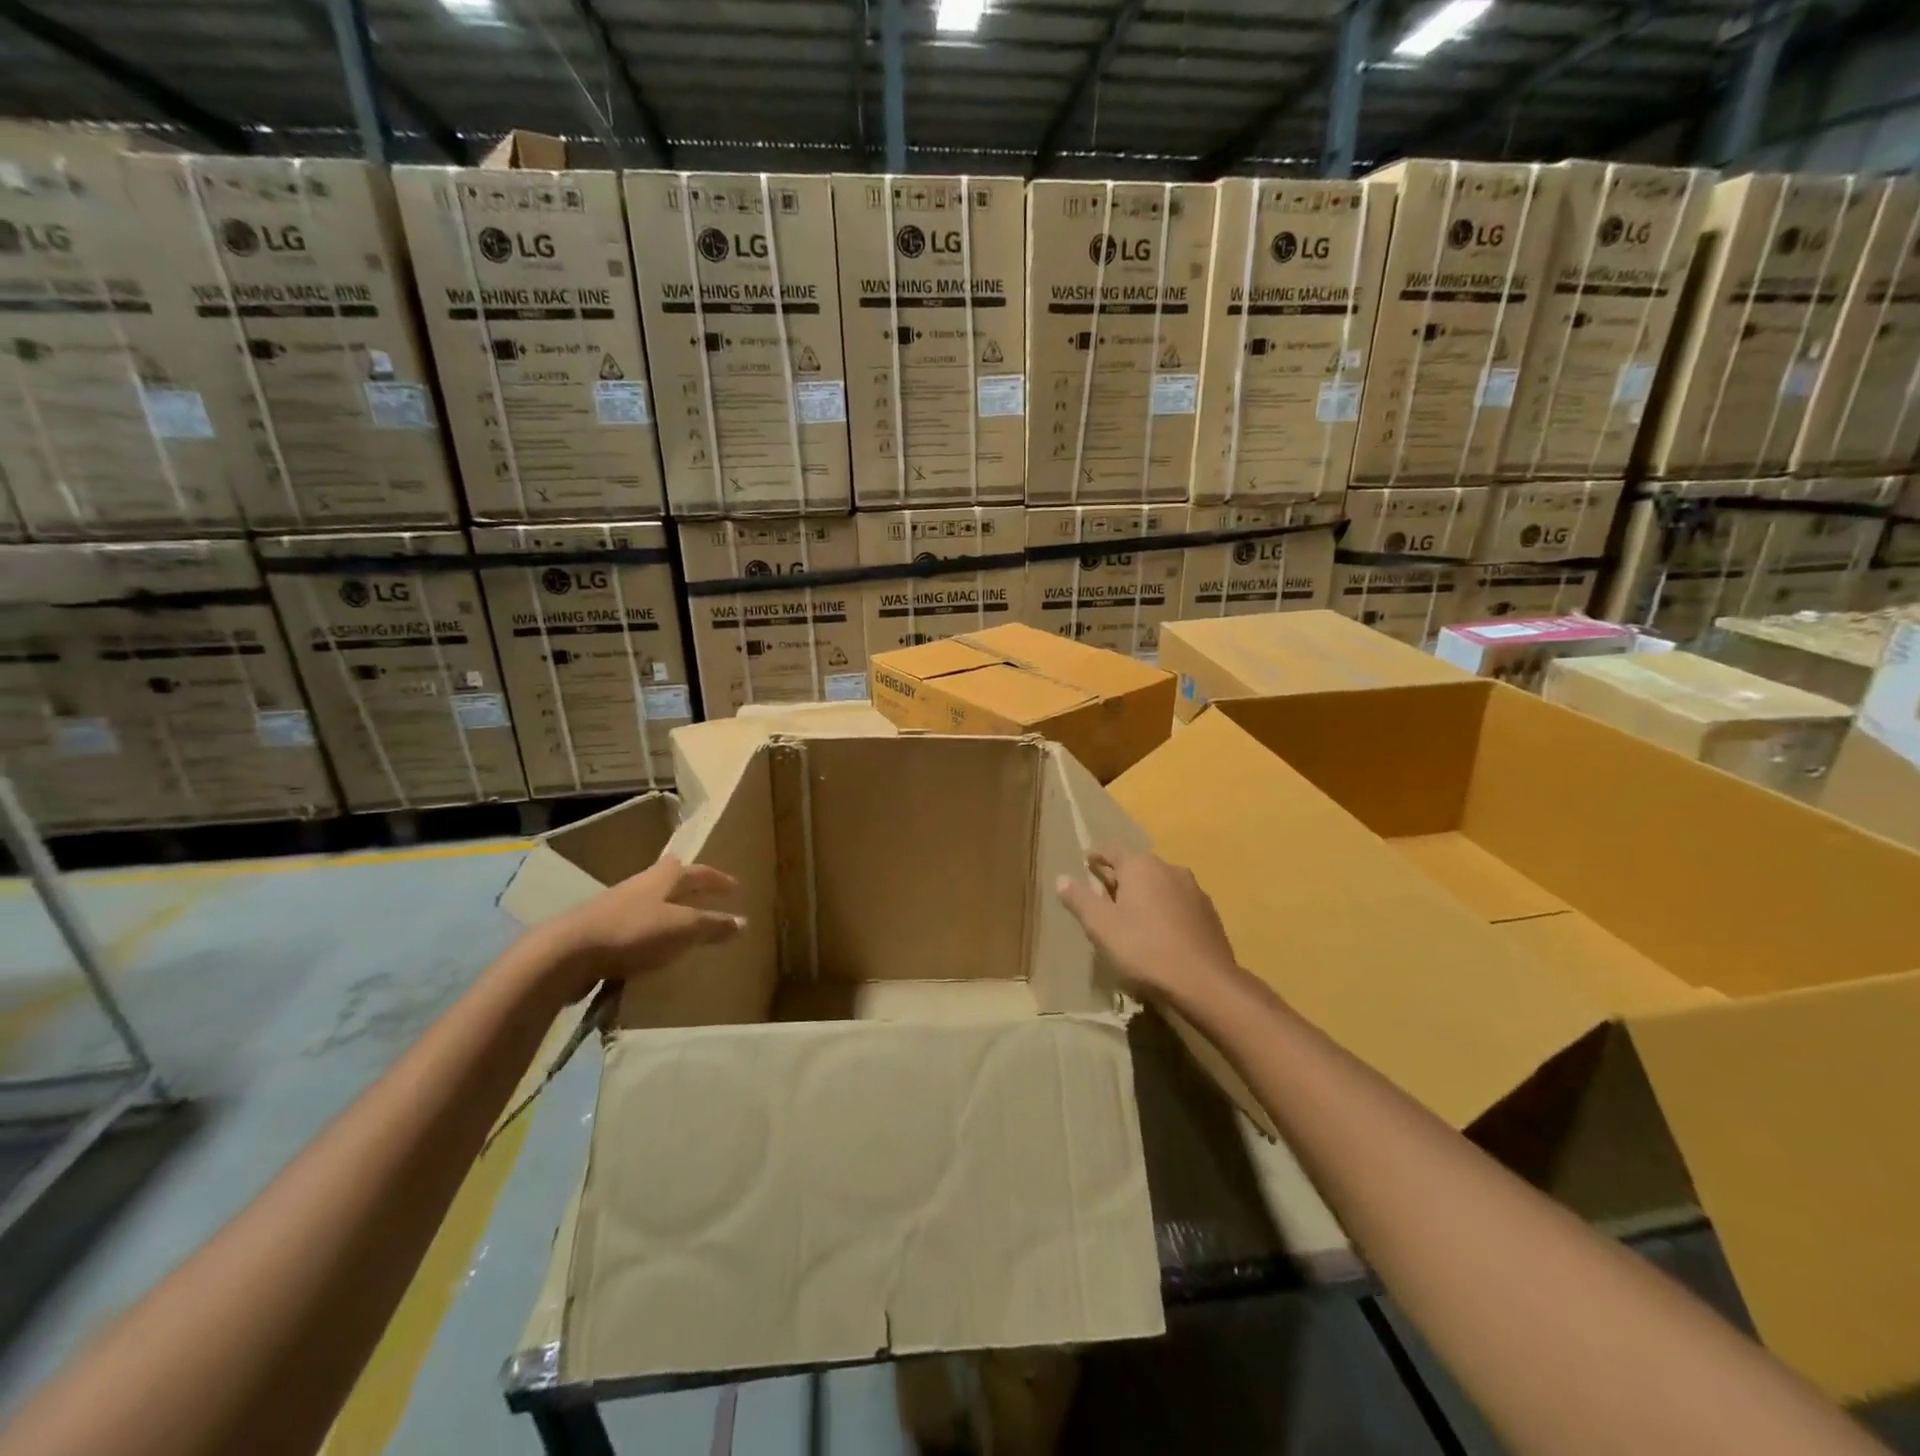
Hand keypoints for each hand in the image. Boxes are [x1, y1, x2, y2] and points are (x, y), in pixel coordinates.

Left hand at [535, 856, 743, 1001]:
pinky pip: (632, 925)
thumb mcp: (681, 929)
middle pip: (667, 877)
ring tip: (680, 924)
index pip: (697, 871)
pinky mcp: (598, 930)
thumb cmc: (632, 932)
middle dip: (687, 883)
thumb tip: (743, 921)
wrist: (566, 953)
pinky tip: (649, 948)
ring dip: (666, 909)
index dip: (716, 878)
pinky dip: (647, 931)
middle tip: (702, 892)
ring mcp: (615, 906)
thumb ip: (712, 926)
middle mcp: (639, 885)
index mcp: (662, 879)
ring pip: (648, 901)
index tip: (734, 886)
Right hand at [1056, 850, 1239, 1004]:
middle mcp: (1169, 869)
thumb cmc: (1144, 949)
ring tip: (1132, 918)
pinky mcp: (1209, 914)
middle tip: (1104, 898)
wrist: (1205, 983)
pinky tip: (1160, 934)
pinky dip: (1164, 912)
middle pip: (1137, 867)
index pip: (1111, 850)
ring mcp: (1194, 891)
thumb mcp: (1100, 926)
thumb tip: (1062, 878)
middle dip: (1120, 878)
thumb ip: (1080, 899)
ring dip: (1145, 895)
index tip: (1086, 863)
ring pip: (1160, 885)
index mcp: (1141, 866)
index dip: (1096, 856)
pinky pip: (1178, 904)